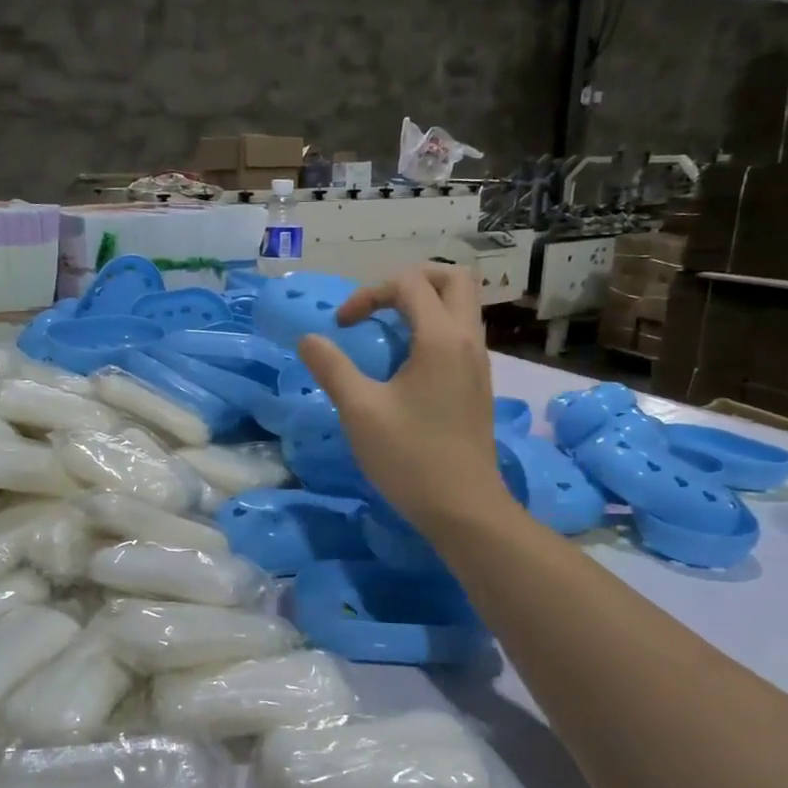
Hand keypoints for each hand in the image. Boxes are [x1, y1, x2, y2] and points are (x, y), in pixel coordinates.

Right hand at [298, 264, 515, 539]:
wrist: (463, 508)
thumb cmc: (409, 457)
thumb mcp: (359, 410)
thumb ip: (332, 367)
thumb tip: (308, 339)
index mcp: (441, 338)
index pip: (409, 284)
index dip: (368, 294)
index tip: (342, 327)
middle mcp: (468, 341)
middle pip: (454, 279)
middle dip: (411, 281)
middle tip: (378, 305)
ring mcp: (478, 363)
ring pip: (462, 307)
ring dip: (425, 305)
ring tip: (387, 332)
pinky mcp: (477, 385)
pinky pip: (461, 335)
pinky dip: (434, 330)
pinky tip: (406, 364)